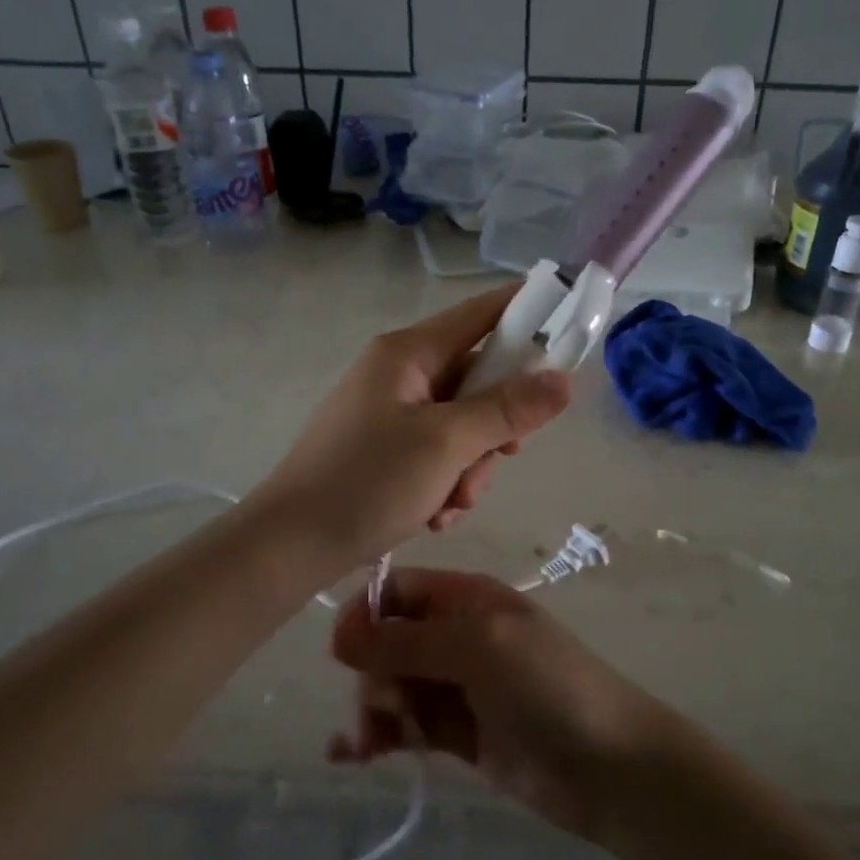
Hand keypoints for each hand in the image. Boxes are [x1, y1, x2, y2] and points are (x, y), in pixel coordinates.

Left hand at [248, 288, 571, 570]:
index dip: (528, 313)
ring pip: (463, 424)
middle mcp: (399, 373)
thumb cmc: (366, 483)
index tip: (570, 326)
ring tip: (451, 504)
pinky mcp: (385, 449)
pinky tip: (434, 515)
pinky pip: (438, 452)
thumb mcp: (446, 444)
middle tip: (503, 458)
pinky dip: (446, 482)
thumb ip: (507, 409)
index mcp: (407, 353)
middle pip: (478, 379)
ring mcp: (390, 412)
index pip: (481, 313)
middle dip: (495, 428)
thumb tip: (563, 380)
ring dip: (471, 467)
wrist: (289, 547)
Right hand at [327, 569, 670, 840]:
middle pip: (389, 642)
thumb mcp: (477, 647)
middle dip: (372, 671)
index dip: (365, 614)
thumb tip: (339, 636)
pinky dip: (379, 736)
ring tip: (369, 744)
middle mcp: (457, 635)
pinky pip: (407, 725)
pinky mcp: (459, 733)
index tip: (342, 652)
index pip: (398, 590)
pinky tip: (350, 755)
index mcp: (465, 598)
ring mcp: (458, 685)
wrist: (607, 764)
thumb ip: (407, 641)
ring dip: (373, 709)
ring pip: (394, 686)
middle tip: (383, 706)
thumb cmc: (545, 684)